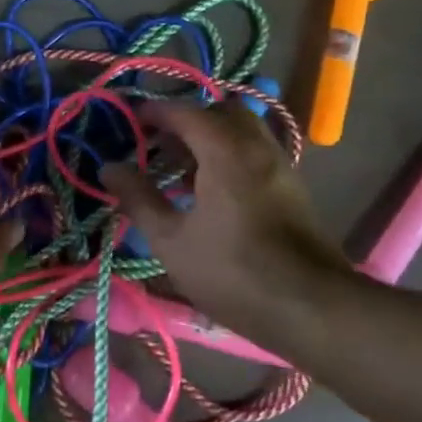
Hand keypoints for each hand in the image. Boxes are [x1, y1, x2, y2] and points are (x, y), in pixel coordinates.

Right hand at [101, 99, 353, 348]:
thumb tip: (109, 167)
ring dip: (210, 138)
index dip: (154, 112)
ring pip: (242, 132)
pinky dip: (229, 155)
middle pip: (220, 113)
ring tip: (179, 170)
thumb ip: (138, 198)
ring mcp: (280, 166)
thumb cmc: (233, 272)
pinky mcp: (292, 188)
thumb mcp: (171, 240)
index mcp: (225, 150)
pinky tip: (210, 191)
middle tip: (158, 144)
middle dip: (186, 121)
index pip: (185, 112)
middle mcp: (257, 146)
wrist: (313, 308)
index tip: (129, 120)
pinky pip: (255, 153)